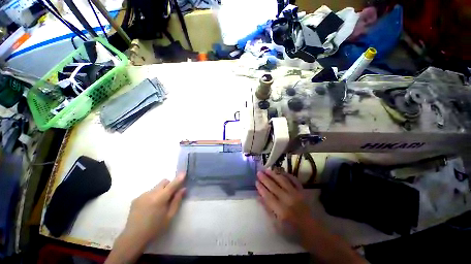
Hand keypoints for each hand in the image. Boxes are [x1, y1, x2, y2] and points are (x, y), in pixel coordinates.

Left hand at [122, 173, 185, 245]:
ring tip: (159, 204)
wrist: (133, 237)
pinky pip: (149, 192)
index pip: (172, 184)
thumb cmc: (155, 228)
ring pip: (156, 187)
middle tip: (171, 196)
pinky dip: (153, 195)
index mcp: (160, 198)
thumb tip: (183, 189)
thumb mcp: (170, 216)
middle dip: (170, 185)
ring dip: (161, 191)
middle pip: (164, 182)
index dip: (179, 178)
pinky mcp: (136, 198)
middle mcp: (151, 193)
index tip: (184, 172)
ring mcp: (142, 195)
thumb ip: (177, 201)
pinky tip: (150, 207)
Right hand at [256, 169, 310, 233]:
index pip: (267, 196)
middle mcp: (288, 199)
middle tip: (259, 172)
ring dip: (273, 174)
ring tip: (267, 170)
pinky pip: (294, 180)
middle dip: (264, 178)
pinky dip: (287, 174)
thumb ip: (268, 210)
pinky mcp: (303, 191)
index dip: (261, 188)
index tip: (256, 182)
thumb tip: (259, 198)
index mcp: (281, 211)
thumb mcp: (278, 227)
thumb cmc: (294, 232)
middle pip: (273, 186)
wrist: (315, 232)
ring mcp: (296, 194)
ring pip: (282, 180)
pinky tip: (281, 171)